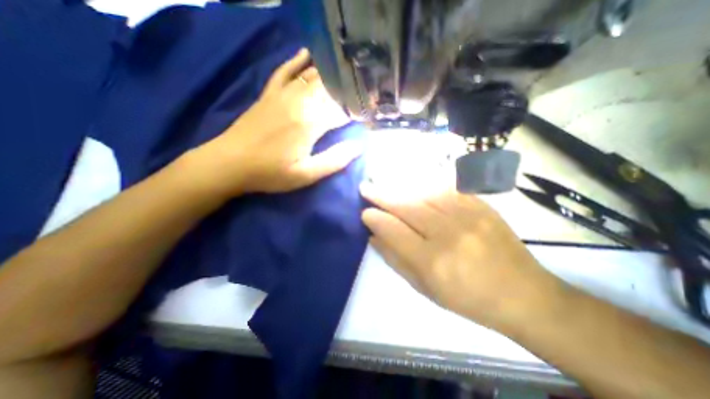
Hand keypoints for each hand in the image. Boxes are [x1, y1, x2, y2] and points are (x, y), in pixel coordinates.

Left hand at [185, 49, 357, 197]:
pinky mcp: (269, 94)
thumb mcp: (306, 175)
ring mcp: (282, 95)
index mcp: (311, 123)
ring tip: (348, 75)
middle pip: (331, 89)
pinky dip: (297, 61)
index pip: (344, 111)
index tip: (370, 115)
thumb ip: (334, 160)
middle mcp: (300, 102)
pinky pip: (284, 71)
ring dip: (332, 76)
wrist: (229, 163)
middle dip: (350, 91)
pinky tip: (307, 53)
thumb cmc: (270, 173)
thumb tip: (359, 146)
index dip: (359, 112)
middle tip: (364, 93)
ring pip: (312, 77)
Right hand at [363, 182, 563, 328]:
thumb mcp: (425, 289)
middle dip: (382, 195)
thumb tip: (374, 236)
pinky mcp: (481, 205)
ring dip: (400, 187)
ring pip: (424, 192)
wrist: (523, 294)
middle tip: (365, 187)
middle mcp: (448, 234)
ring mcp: (468, 216)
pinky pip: (446, 188)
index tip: (364, 212)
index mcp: (433, 262)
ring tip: (384, 182)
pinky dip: (425, 183)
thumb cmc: (468, 299)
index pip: (394, 231)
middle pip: (407, 206)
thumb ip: (396, 260)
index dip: (375, 218)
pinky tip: (413, 182)